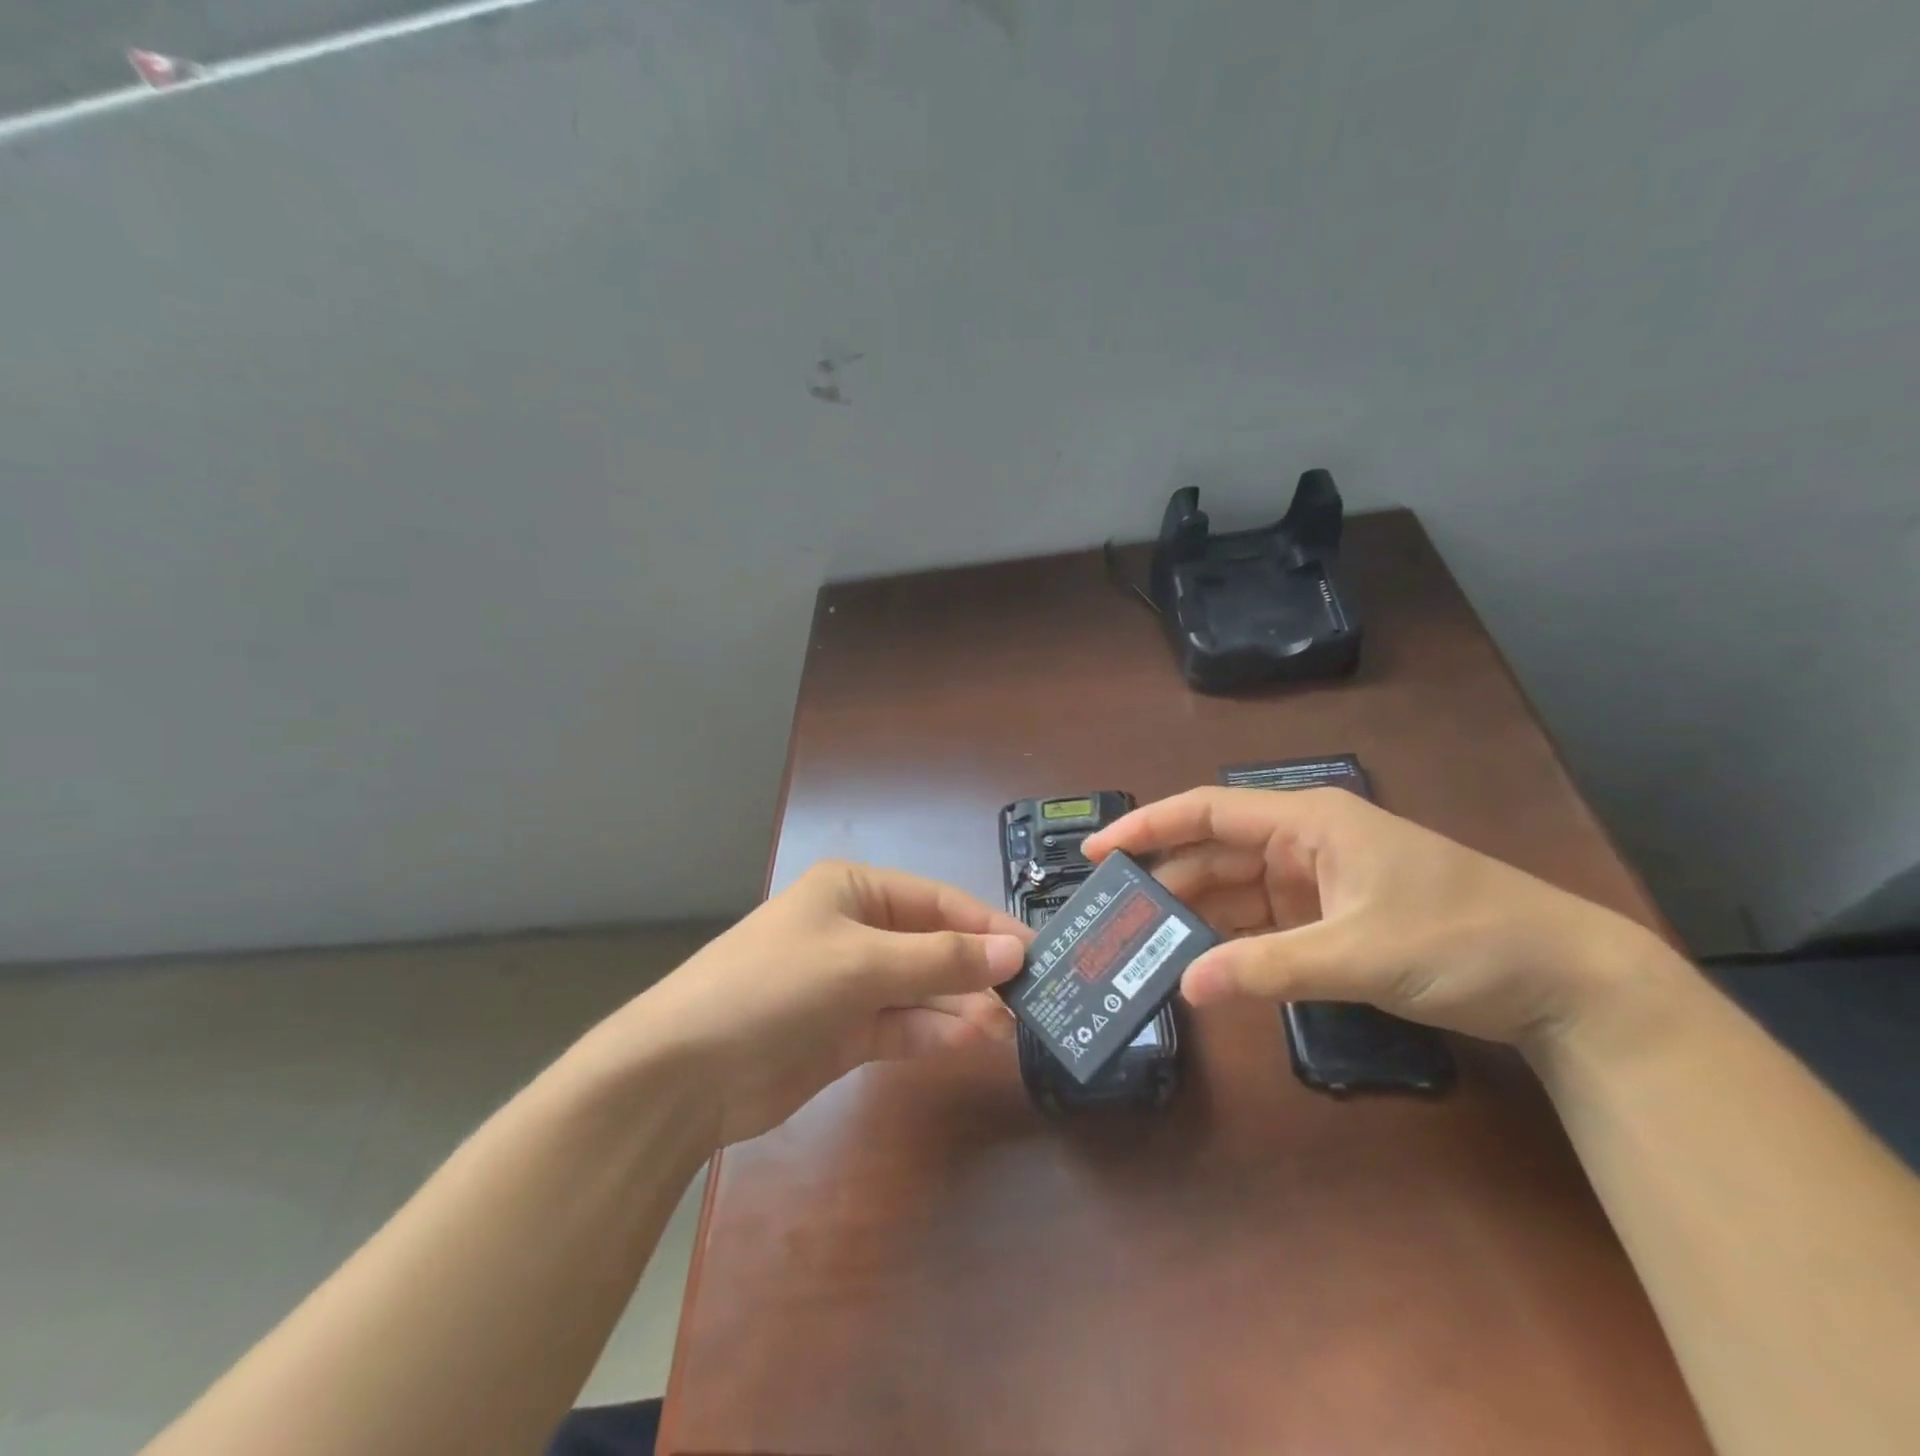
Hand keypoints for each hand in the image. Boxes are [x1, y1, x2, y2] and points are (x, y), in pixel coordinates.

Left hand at [623, 862, 1026, 1146]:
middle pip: (933, 946)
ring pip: (923, 990)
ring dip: (962, 1005)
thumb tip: (1015, 952)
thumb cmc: (774, 986)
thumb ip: (941, 960)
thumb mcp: (861, 963)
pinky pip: (903, 1026)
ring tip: (1011, 1026)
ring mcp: (850, 985)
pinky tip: (970, 1041)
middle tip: (1032, 999)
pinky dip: (935, 1033)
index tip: (1037, 952)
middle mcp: (856, 930)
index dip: (987, 925)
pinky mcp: (845, 1034)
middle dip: (978, 970)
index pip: (937, 901)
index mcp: (854, 890)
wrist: (685, 1073)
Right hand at [1083, 787, 1668, 1050]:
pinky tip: (1199, 961)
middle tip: (1112, 915)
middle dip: (1164, 880)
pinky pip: (1262, 923)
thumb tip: (1185, 986)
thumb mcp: (1360, 953)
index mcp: (1308, 821)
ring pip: (1235, 891)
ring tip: (1142, 943)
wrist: (1566, 982)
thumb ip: (1267, 968)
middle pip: (1214, 853)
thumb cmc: (1463, 940)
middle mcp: (1304, 842)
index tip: (1098, 851)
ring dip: (1193, 915)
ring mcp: (1317, 882)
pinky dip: (1230, 941)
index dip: (1148, 826)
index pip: (1208, 811)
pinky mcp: (1331, 918)